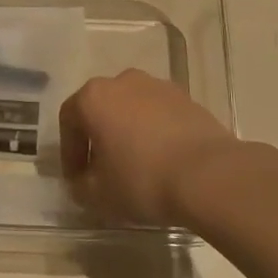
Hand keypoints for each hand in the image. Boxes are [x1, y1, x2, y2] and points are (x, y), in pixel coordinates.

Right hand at [60, 69, 275, 225]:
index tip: (77, 179)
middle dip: (99, 137)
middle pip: (101, 108)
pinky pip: (159, 114)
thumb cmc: (142, 180)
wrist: (208, 174)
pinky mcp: (187, 98)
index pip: (69, 120)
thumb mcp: (98, 195)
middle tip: (103, 170)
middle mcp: (123, 81)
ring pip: (132, 108)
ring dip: (128, 132)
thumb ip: (80, 186)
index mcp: (94, 97)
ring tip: (136, 166)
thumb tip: (83, 181)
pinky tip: (163, 160)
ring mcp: (159, 86)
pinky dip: (155, 132)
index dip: (69, 152)